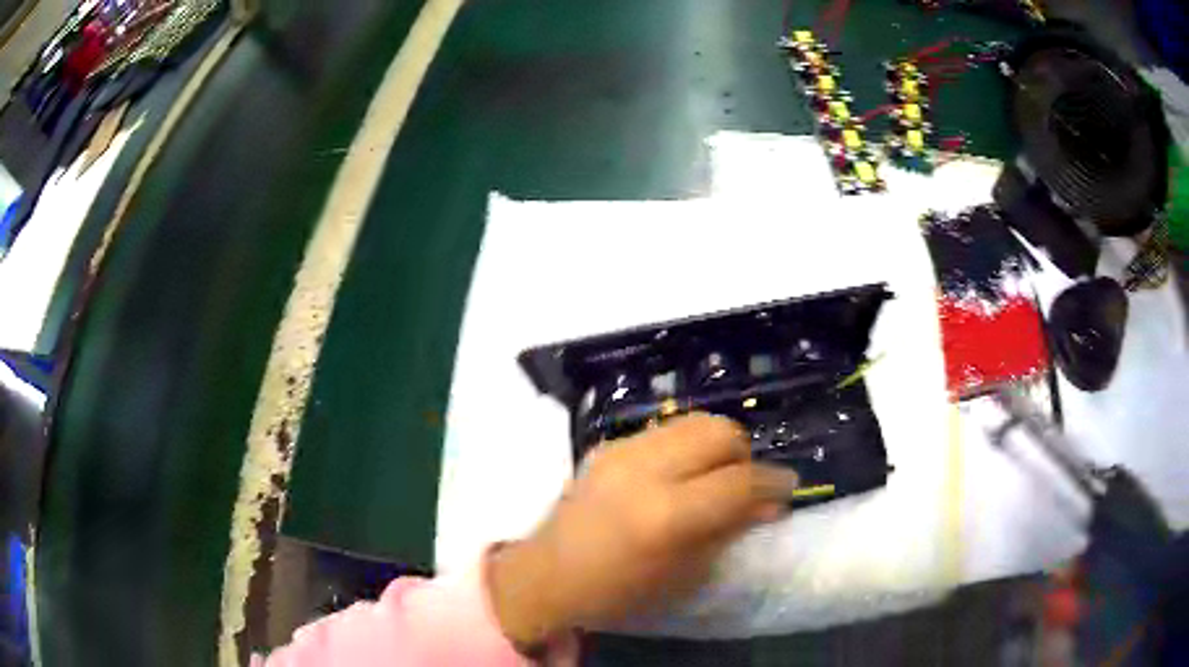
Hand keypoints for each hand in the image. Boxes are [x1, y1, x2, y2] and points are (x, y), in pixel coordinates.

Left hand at [488, 413, 799, 646]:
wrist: (548, 575)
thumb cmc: (620, 591)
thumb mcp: (685, 575)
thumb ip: (730, 530)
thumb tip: (769, 503)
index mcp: (667, 514)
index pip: (740, 482)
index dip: (774, 482)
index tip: (789, 487)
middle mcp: (646, 470)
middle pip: (720, 431)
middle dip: (744, 454)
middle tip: (745, 482)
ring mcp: (622, 450)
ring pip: (694, 421)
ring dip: (716, 445)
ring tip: (714, 475)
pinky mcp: (608, 444)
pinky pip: (664, 431)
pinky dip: (685, 446)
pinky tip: (678, 474)